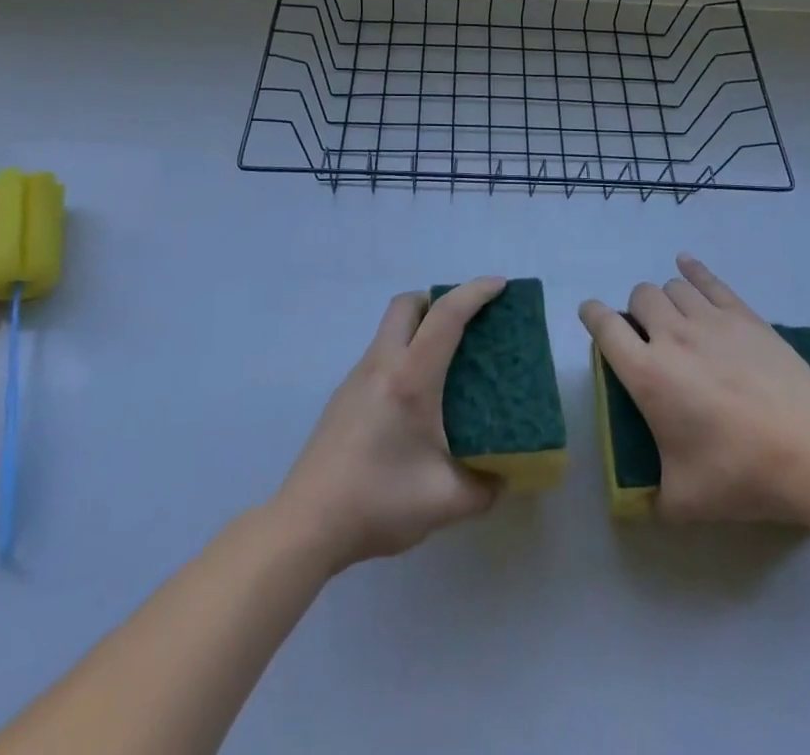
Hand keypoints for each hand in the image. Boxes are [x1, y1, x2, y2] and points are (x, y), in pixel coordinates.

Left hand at [272, 278, 504, 573]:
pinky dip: (404, 354)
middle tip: (468, 324)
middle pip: (408, 304)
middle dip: (440, 299)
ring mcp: (357, 378)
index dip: (475, 293)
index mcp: (410, 378)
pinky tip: (416, 400)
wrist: (305, 524)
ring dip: (420, 328)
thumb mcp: (445, 502)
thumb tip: (503, 475)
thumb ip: (485, 487)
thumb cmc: (378, 502)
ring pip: (390, 329)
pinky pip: (381, 355)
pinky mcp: (344, 396)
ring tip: (448, 364)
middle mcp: (382, 365)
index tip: (500, 285)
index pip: (446, 315)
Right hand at [579, 255, 809, 525]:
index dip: (591, 315)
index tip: (590, 316)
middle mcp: (670, 336)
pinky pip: (708, 280)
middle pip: (639, 297)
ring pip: (671, 286)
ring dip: (665, 299)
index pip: (604, 327)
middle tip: (648, 339)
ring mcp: (709, 320)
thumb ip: (653, 499)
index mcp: (646, 374)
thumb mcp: (684, 501)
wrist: (809, 451)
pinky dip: (693, 270)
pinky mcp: (743, 316)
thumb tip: (642, 505)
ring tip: (675, 320)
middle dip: (635, 312)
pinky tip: (687, 266)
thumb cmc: (739, 474)